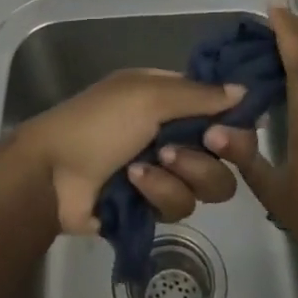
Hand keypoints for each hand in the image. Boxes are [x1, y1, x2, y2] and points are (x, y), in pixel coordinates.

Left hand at [8, 70, 244, 234]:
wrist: (52, 174)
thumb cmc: (98, 122)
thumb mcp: (147, 96)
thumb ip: (199, 95)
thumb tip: (245, 91)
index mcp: (169, 97)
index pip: (220, 108)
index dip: (231, 123)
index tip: (224, 132)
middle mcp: (172, 131)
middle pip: (224, 154)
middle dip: (206, 156)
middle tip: (187, 150)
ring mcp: (164, 170)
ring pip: (206, 185)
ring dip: (177, 176)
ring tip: (142, 168)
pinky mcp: (153, 206)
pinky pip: (179, 207)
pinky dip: (156, 194)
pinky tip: (131, 185)